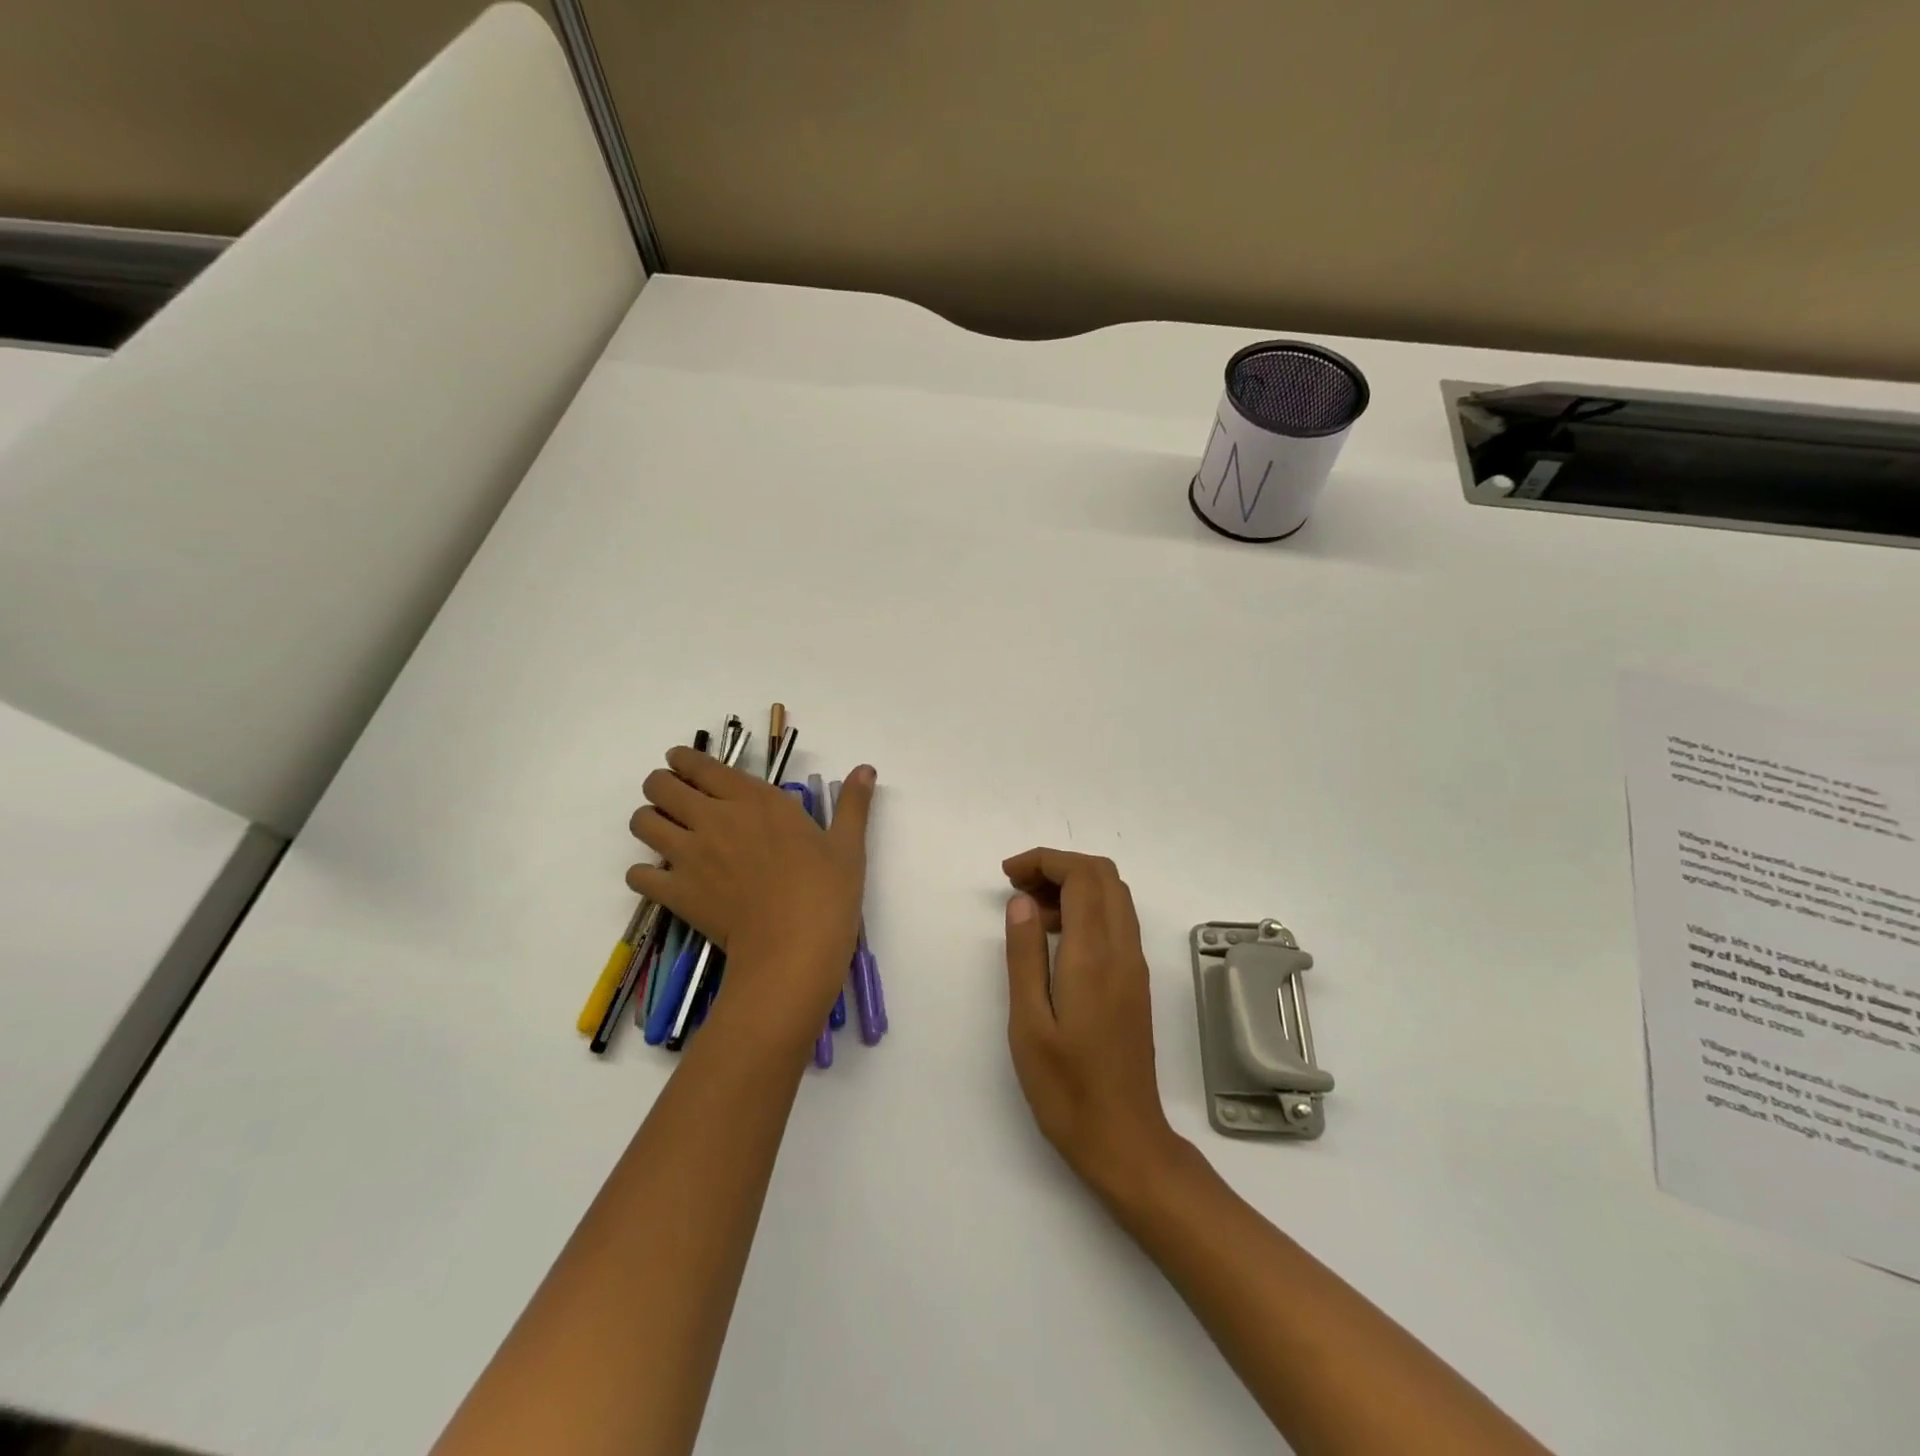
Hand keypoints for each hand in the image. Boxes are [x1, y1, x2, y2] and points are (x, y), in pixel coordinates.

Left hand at [627, 748, 875, 1033]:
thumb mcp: (848, 844)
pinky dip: (644, 875)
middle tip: (675, 800)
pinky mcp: (676, 892)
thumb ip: (853, 803)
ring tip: (666, 836)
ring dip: (650, 823)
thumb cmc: (826, 891)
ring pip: (642, 822)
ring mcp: (689, 855)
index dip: (684, 759)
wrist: (794, 948)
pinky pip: (638, 875)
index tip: (683, 763)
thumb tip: (866, 769)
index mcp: (754, 799)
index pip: (700, 765)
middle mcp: (714, 817)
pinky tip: (662, 881)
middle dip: (661, 786)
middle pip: (659, 785)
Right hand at [1002, 849, 1181, 1197]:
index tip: (1008, 875)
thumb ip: (1025, 955)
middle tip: (1017, 887)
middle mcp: (1123, 950)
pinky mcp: (1136, 982)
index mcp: (1094, 956)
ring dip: (1074, 885)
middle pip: (1104, 875)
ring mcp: (1135, 966)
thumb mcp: (1029, 1024)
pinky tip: (1056, 938)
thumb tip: (1022, 902)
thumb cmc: (1066, 1088)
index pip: (1082, 876)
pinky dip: (1087, 909)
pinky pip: (1117, 921)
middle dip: (1059, 866)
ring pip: (1114, 896)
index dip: (1044, 861)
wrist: (1124, 1140)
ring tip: (1030, 911)